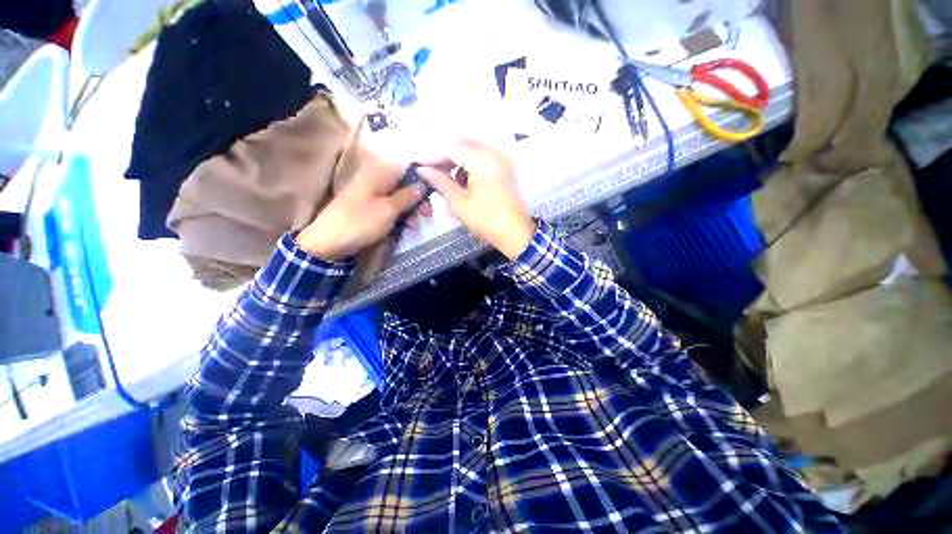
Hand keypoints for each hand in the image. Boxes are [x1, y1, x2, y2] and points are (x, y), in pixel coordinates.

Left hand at [296, 145, 427, 260]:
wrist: (328, 242)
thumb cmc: (360, 222)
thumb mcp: (389, 209)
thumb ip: (408, 196)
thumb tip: (423, 184)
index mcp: (378, 174)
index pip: (406, 167)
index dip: (421, 177)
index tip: (433, 191)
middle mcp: (375, 181)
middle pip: (404, 184)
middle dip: (418, 199)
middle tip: (427, 214)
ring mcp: (371, 195)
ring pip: (398, 198)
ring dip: (410, 210)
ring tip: (414, 226)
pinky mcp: (369, 209)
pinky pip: (389, 208)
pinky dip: (399, 216)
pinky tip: (405, 227)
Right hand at [417, 140, 535, 259]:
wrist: (516, 233)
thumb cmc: (487, 220)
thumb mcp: (459, 203)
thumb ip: (440, 182)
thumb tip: (423, 170)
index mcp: (482, 160)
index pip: (451, 147)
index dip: (432, 155)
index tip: (418, 164)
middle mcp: (494, 153)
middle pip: (462, 145)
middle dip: (444, 156)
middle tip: (430, 171)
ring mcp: (502, 159)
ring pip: (472, 150)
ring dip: (457, 161)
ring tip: (445, 178)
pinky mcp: (505, 168)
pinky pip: (483, 158)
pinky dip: (470, 165)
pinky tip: (463, 181)